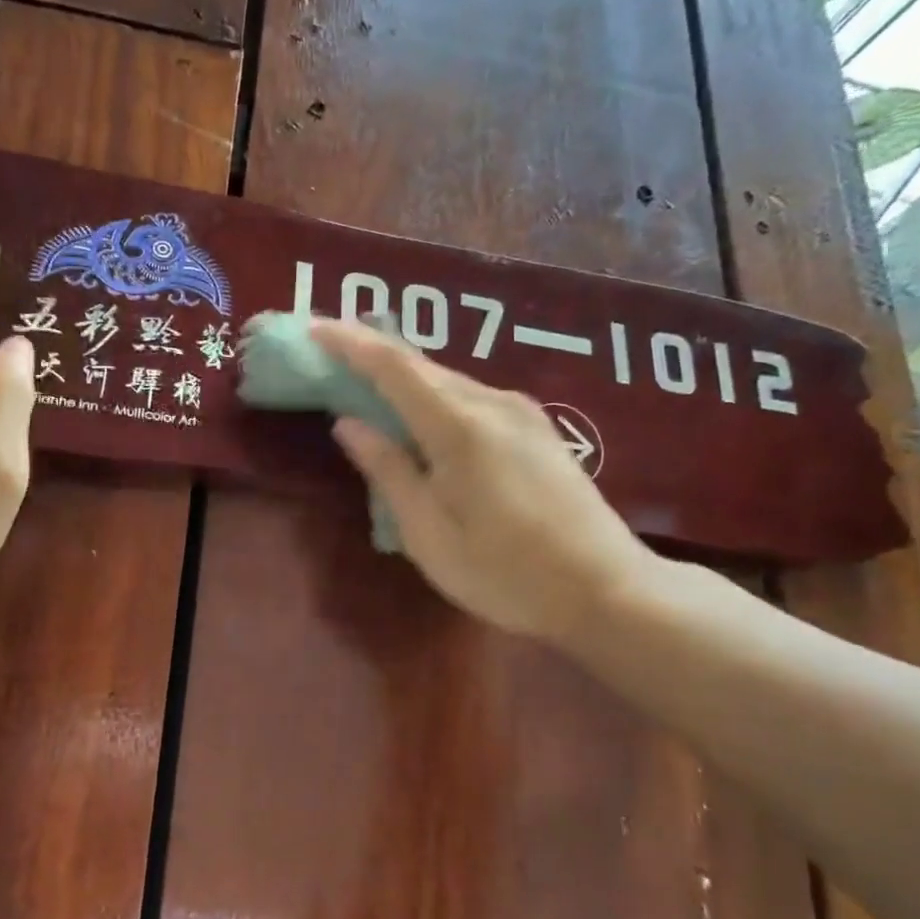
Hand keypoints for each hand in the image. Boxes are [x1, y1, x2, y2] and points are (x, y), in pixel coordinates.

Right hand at [312, 319, 661, 648]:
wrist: (606, 589)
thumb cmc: (505, 572)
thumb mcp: (429, 534)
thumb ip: (388, 471)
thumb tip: (348, 423)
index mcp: (459, 427)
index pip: (393, 366)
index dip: (349, 343)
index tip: (312, 329)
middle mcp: (493, 403)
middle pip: (421, 367)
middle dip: (370, 356)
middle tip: (328, 359)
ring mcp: (522, 413)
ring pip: (448, 382)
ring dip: (403, 379)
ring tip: (366, 387)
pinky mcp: (537, 429)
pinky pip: (471, 399)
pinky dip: (434, 399)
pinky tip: (421, 418)